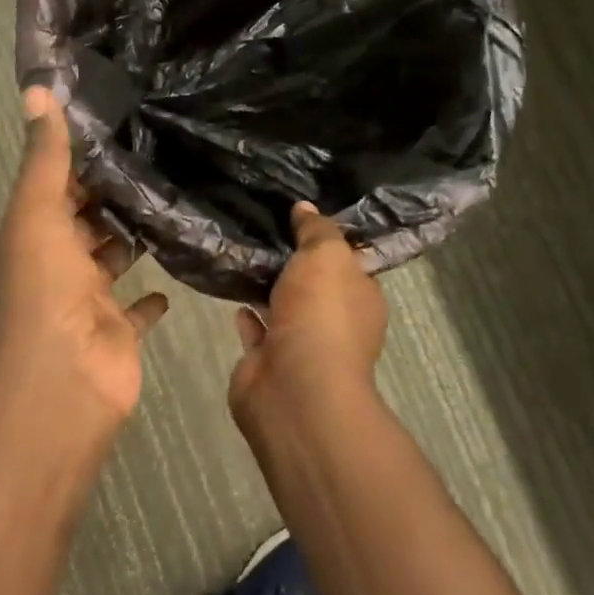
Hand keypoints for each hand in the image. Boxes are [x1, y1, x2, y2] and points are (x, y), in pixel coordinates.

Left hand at [0, 87, 168, 433]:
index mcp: (30, 237)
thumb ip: (44, 157)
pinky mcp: (118, 332)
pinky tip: (175, 272)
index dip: (79, 160)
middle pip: (83, 222)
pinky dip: (152, 295)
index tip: (118, 126)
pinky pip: (138, 309)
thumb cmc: (42, 293)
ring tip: (173, 200)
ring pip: (111, 260)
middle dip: (110, 196)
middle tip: (157, 157)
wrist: (60, 386)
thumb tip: (36, 89)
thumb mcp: (37, 214)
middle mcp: (55, 266)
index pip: (55, 188)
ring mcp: (87, 302)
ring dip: (131, 238)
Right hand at [230, 202, 387, 425]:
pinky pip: (258, 331)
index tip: (302, 216)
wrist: (295, 387)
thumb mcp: (326, 255)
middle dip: (295, 265)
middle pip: (315, 286)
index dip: (329, 241)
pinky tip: (232, 291)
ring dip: (268, 289)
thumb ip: (316, 229)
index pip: (349, 263)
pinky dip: (248, 315)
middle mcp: (336, 323)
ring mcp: (302, 346)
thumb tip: (305, 207)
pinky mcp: (268, 363)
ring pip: (284, 308)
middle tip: (264, 228)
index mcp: (361, 298)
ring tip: (244, 253)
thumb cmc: (322, 313)